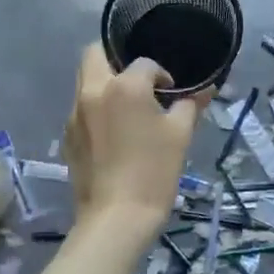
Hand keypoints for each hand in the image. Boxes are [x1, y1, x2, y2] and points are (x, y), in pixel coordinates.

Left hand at [62, 43, 210, 242]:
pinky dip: (95, 108)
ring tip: (126, 108)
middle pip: (95, 53)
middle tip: (137, 82)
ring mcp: (75, 114)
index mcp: (124, 86)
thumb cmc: (154, 172)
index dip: (161, 74)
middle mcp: (93, 91)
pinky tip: (113, 133)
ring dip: (104, 83)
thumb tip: (206, 89)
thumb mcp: (180, 135)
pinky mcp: (68, 137)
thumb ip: (191, 104)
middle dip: (115, 58)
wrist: (116, 219)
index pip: (144, 63)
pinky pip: (80, 108)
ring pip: (85, 80)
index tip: (171, 93)